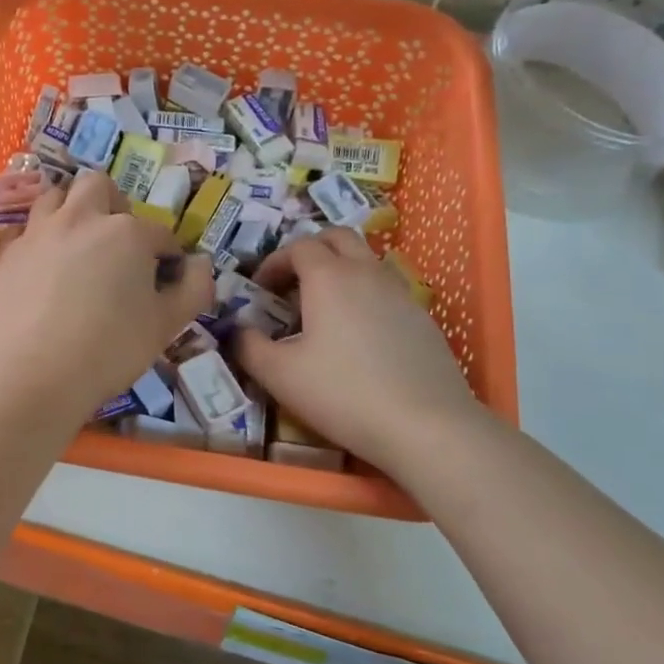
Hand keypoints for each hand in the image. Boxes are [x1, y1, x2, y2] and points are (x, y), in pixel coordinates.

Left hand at [0, 172, 213, 422]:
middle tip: (118, 242)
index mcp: (127, 233)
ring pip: (55, 196)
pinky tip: (42, 268)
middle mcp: (81, 219)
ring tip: (77, 243)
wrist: (30, 374)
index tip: (166, 277)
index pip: (159, 233)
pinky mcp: (7, 254)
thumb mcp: (166, 326)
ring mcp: (38, 232)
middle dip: (114, 205)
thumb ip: (194, 289)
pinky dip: (40, 240)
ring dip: (71, 210)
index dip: (167, 254)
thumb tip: (200, 263)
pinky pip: (26, 231)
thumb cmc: (109, 350)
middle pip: (99, 186)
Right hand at [233, 228, 481, 470]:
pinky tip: (358, 335)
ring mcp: (401, 293)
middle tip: (292, 282)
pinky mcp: (422, 319)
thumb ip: (248, 346)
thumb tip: (237, 330)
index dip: (274, 262)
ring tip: (324, 308)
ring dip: (340, 270)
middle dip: (310, 250)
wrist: (426, 426)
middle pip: (338, 237)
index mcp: (329, 276)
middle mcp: (367, 272)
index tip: (260, 289)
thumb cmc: (343, 393)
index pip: (298, 246)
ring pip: (366, 260)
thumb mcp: (279, 375)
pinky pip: (387, 289)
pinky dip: (365, 295)